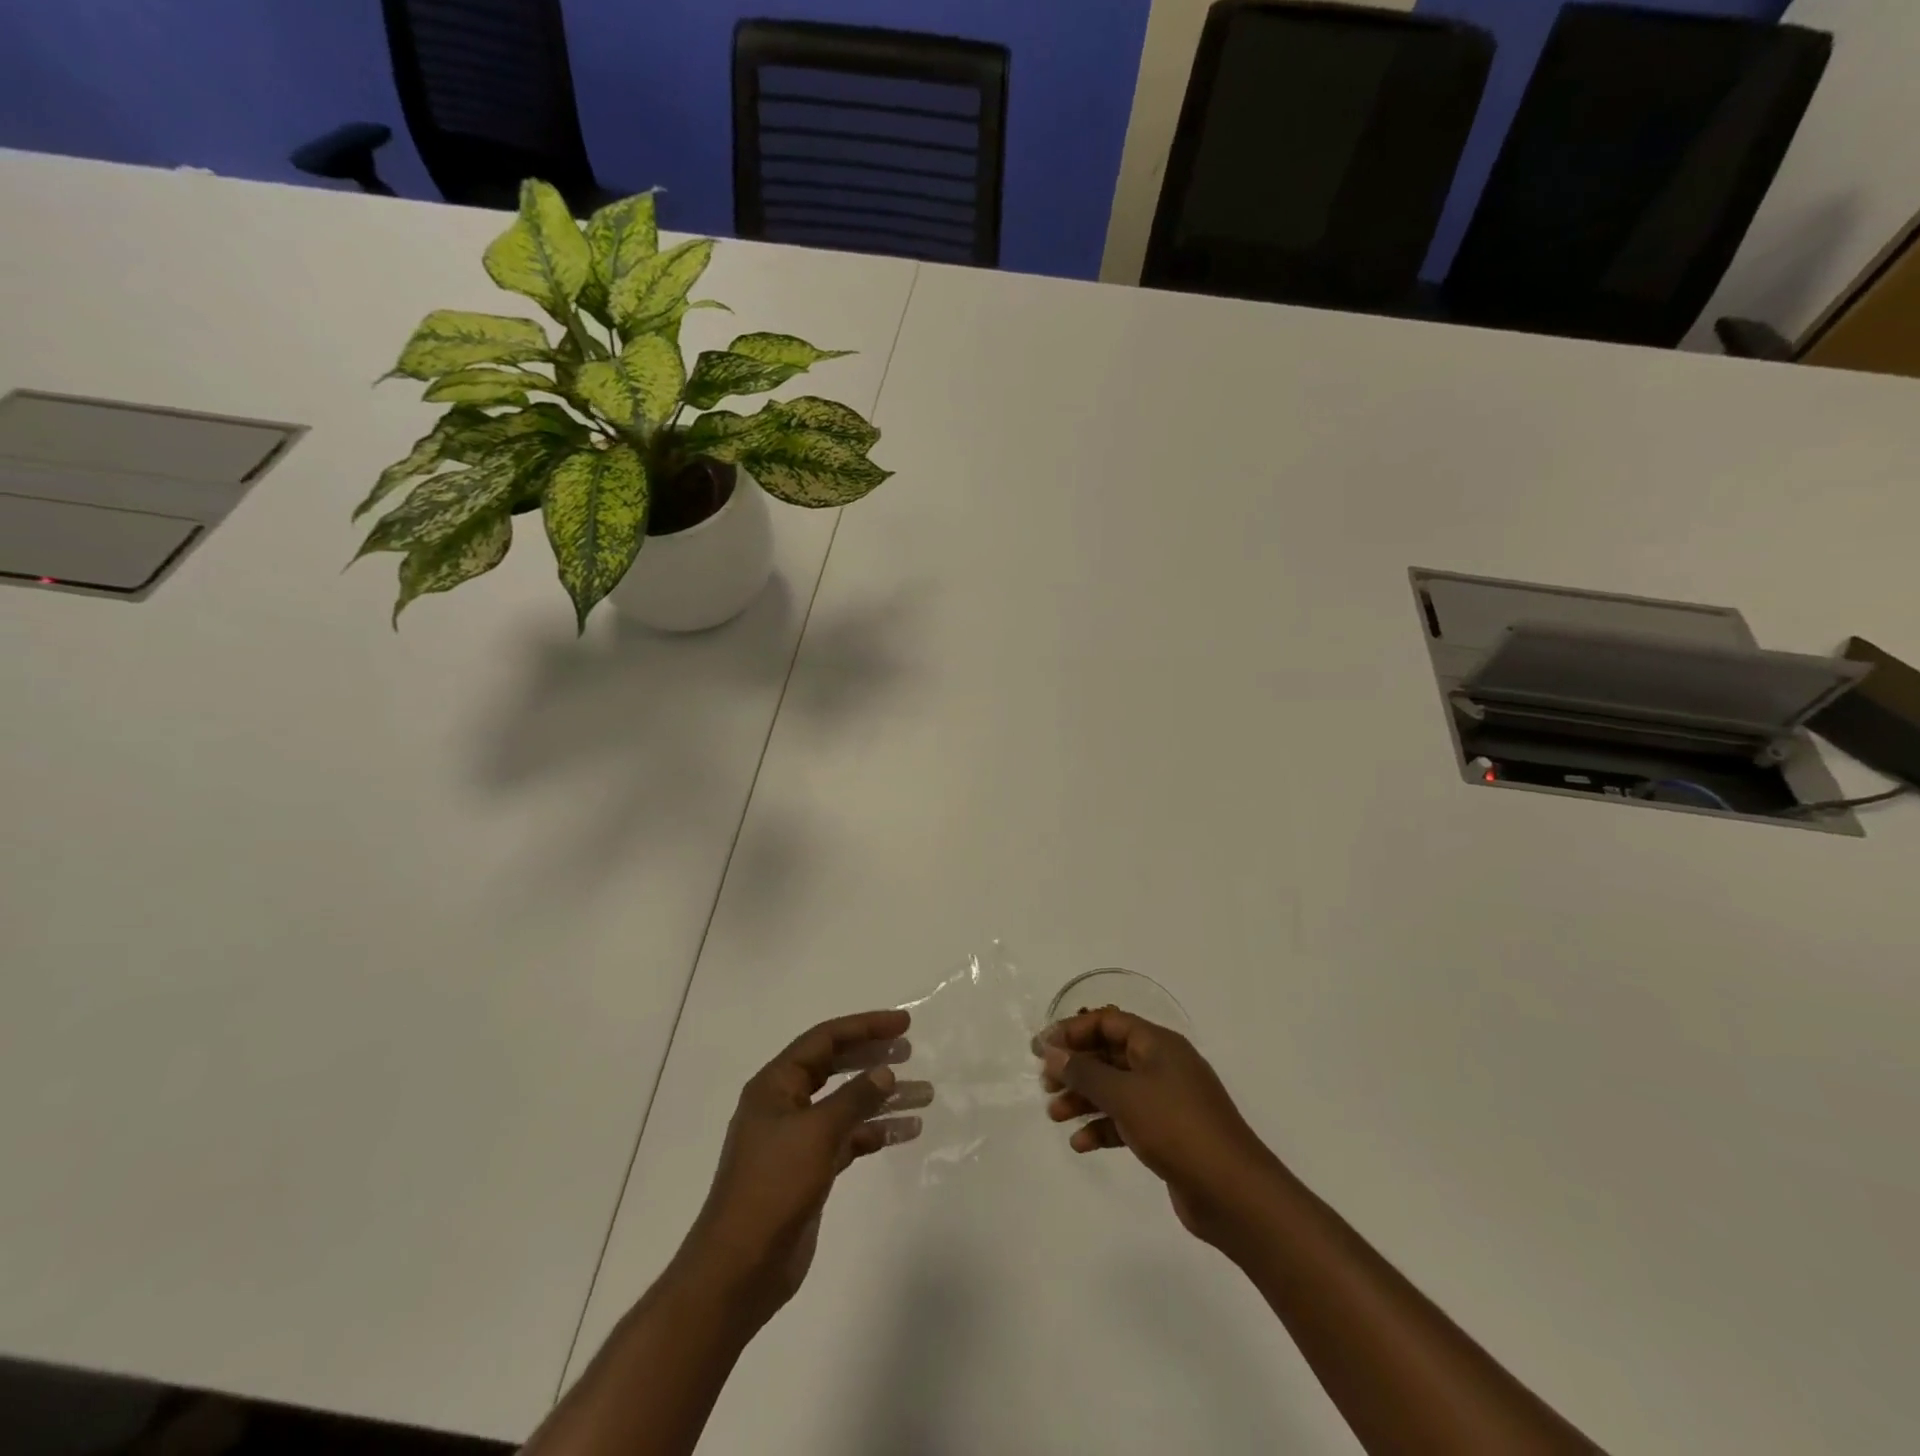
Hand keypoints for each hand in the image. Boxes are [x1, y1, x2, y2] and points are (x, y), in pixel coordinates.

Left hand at [675, 1010, 929, 1328]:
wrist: (739, 1270)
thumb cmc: (772, 1188)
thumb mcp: (816, 1133)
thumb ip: (854, 1098)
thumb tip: (885, 1072)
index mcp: (776, 1084)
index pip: (825, 1040)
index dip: (865, 1026)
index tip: (904, 1025)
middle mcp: (785, 1104)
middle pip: (836, 1067)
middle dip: (873, 1057)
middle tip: (911, 1052)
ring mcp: (797, 1138)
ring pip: (846, 1104)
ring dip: (883, 1098)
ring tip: (924, 1094)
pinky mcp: (810, 1170)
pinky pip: (849, 1138)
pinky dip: (876, 1132)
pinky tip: (907, 1130)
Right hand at [1039, 1008, 1276, 1246]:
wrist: (1233, 1192)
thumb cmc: (1176, 1128)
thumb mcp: (1124, 1095)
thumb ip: (1085, 1072)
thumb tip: (1052, 1050)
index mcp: (1158, 1044)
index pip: (1108, 1021)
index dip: (1073, 1031)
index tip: (1041, 1047)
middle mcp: (1162, 1065)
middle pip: (1109, 1055)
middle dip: (1075, 1067)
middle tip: (1044, 1083)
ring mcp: (1166, 1101)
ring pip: (1115, 1089)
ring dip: (1083, 1099)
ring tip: (1054, 1115)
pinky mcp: (1167, 1134)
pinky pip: (1126, 1120)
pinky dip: (1103, 1127)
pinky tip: (1080, 1144)